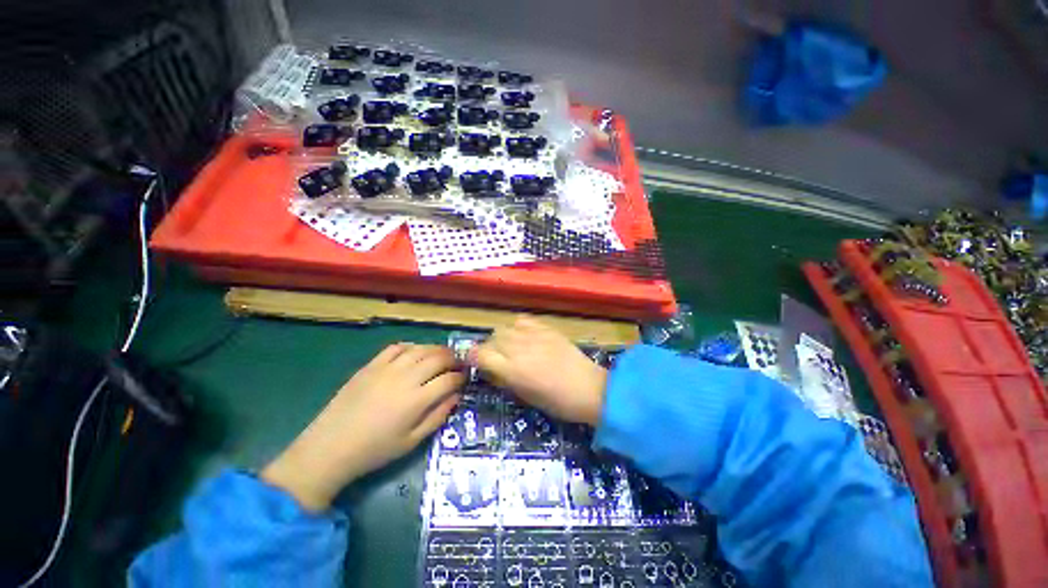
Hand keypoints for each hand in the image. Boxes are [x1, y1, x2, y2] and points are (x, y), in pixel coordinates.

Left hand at [262, 344, 464, 510]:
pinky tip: (415, 352)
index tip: (464, 379)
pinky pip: (397, 347)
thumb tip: (456, 396)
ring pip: (420, 349)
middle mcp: (406, 378)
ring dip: (436, 349)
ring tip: (442, 355)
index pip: (449, 379)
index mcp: (417, 400)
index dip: (461, 377)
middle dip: (453, 359)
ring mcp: (387, 368)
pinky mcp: (372, 365)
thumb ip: (437, 416)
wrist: (330, 447)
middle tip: (458, 363)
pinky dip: (411, 346)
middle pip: (438, 358)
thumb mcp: (412, 441)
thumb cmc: (375, 449)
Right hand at [474, 317, 606, 425]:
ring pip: (505, 327)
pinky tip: (523, 335)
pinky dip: (518, 326)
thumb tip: (491, 368)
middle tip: (497, 357)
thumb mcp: (525, 396)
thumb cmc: (557, 401)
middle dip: (489, 347)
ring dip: (502, 337)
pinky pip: (523, 320)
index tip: (476, 362)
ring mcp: (533, 335)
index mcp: (512, 369)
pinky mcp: (546, 328)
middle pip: (491, 338)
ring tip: (511, 346)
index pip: (479, 354)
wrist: (589, 388)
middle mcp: (518, 348)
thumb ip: (505, 379)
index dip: (473, 357)